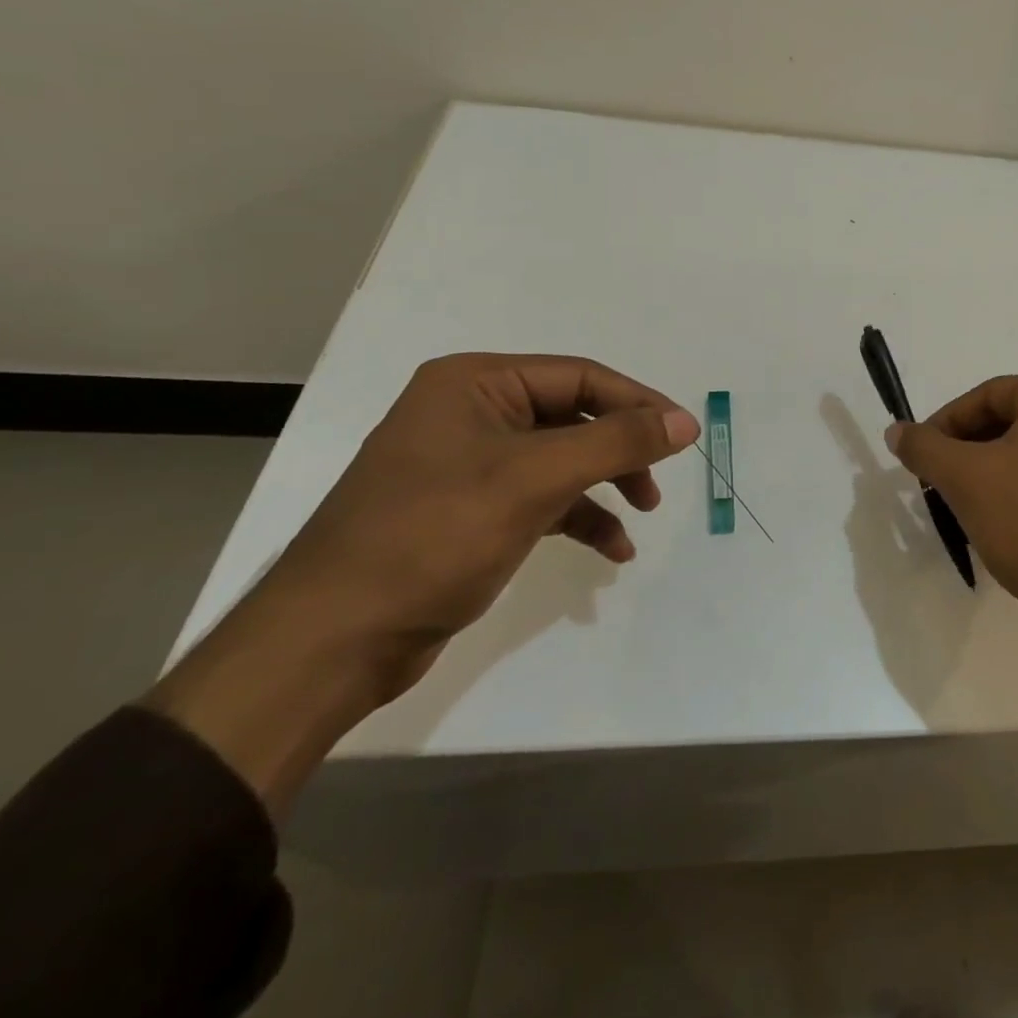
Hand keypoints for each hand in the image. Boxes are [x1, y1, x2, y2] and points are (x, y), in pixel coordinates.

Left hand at [147, 353, 697, 814]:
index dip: (637, 402)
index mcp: (475, 383)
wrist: (333, 641)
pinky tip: (610, 550)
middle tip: (658, 482)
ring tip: (642, 516)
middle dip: (620, 450)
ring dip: (605, 485)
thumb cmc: (434, 536)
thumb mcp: (535, 479)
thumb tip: (684, 421)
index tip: (684, 435)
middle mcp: (470, 412)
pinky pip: (541, 498)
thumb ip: (616, 442)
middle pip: (573, 416)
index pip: (579, 376)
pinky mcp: (470, 510)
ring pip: (561, 459)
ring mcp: (468, 463)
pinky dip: (579, 518)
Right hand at [888, 373, 1017, 801]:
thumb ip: (923, 447)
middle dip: (967, 450)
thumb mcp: (963, 478)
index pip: (986, 396)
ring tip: (967, 506)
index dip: (944, 424)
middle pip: (1009, 421)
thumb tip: (896, 431)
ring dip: (991, 472)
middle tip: (939, 482)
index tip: (921, 457)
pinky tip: (1006, 524)